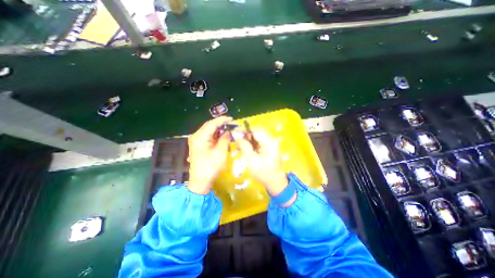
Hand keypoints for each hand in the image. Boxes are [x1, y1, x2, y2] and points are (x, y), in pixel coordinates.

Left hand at [189, 117, 232, 194]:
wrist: (200, 181)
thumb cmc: (210, 167)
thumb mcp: (220, 152)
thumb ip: (225, 139)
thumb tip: (229, 131)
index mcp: (200, 137)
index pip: (212, 124)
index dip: (222, 120)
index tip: (232, 119)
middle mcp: (196, 136)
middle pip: (210, 126)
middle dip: (221, 124)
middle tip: (232, 124)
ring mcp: (196, 141)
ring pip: (209, 131)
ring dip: (219, 130)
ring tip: (229, 130)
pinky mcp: (199, 145)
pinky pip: (208, 137)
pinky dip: (216, 136)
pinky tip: (223, 137)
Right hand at [235, 129, 292, 204]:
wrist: (275, 182)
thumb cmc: (263, 172)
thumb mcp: (252, 160)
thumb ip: (245, 147)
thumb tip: (237, 137)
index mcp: (269, 142)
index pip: (255, 130)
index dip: (244, 130)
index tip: (234, 132)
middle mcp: (271, 140)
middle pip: (256, 133)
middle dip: (245, 136)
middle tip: (236, 140)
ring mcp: (271, 144)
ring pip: (257, 138)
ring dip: (248, 140)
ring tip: (239, 146)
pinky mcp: (269, 148)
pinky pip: (259, 143)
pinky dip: (252, 145)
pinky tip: (245, 149)